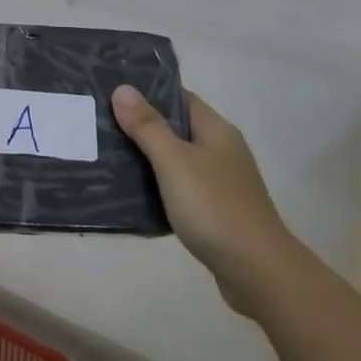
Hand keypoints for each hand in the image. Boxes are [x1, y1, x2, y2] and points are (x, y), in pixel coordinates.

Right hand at [111, 85, 291, 315]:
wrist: (258, 272)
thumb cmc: (214, 208)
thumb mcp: (174, 162)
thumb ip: (148, 126)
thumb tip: (123, 88)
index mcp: (216, 130)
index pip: (180, 97)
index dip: (148, 92)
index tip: (113, 92)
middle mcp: (222, 150)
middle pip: (178, 128)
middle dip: (142, 127)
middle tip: (102, 125)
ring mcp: (223, 182)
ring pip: (179, 161)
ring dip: (149, 159)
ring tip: (109, 158)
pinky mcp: (218, 211)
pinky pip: (183, 189)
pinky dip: (161, 188)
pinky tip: (136, 196)